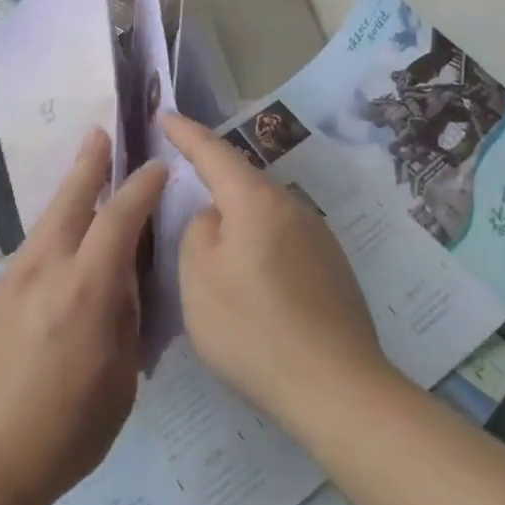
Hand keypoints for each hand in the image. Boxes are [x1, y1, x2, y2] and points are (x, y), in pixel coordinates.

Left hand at [0, 130, 166, 504]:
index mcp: (85, 291)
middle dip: (88, 164)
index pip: (118, 220)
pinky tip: (57, 255)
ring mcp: (10, 280)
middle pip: (69, 201)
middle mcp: (44, 270)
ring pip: (45, 224)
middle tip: (100, 134)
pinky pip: (29, 255)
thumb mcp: (118, 386)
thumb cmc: (62, 435)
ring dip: (67, 198)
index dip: (140, 189)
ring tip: (82, 181)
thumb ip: (122, 324)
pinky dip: (50, 240)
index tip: (156, 168)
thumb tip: (120, 286)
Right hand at [161, 112, 394, 429]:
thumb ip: (197, 231)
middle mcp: (291, 206)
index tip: (166, 114)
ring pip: (263, 211)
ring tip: (213, 241)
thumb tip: (216, 219)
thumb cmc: (254, 329)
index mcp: (255, 200)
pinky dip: (258, 243)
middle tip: (182, 178)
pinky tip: (251, 277)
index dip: (186, 133)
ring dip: (236, 216)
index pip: (213, 152)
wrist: (338, 390)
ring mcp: (318, 237)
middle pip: (242, 180)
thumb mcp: (198, 278)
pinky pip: (282, 238)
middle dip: (211, 176)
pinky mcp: (332, 268)